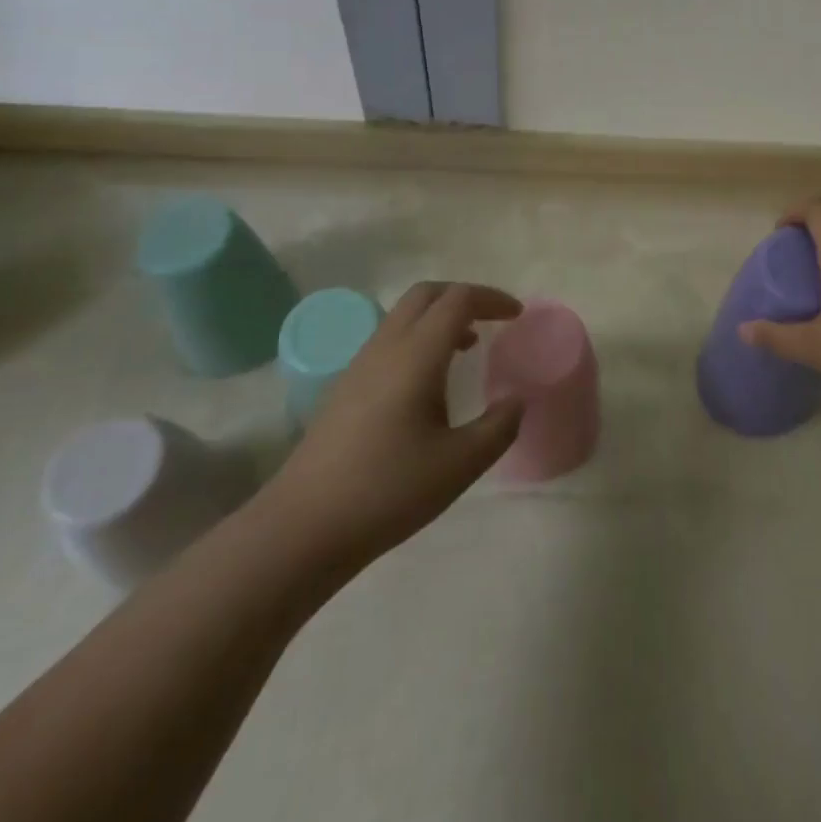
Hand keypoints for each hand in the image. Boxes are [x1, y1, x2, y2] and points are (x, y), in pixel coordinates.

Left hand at [261, 282, 523, 579]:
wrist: (303, 527)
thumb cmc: (388, 490)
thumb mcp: (460, 464)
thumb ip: (499, 427)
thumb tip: (517, 400)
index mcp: (417, 354)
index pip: (458, 300)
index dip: (492, 299)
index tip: (517, 315)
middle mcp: (386, 346)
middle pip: (426, 294)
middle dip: (464, 296)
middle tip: (493, 319)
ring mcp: (360, 365)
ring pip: (404, 315)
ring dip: (440, 317)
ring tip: (468, 348)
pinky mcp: (345, 387)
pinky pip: (389, 339)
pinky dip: (419, 338)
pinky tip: (429, 381)